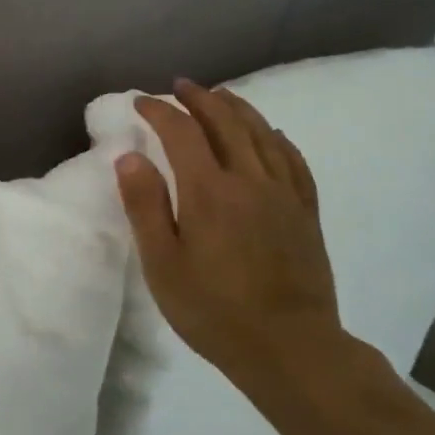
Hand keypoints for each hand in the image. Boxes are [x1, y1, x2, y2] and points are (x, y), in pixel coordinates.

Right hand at [113, 82, 387, 417]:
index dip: (160, 111)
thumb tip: (129, 157)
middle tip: (181, 87)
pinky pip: (294, 160)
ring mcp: (284, 193)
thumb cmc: (214, 311)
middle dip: (200, 99)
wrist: (289, 346)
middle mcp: (249, 179)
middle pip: (225, 122)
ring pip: (262, 134)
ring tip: (221, 96)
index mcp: (209, 191)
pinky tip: (272, 134)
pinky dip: (278, 139)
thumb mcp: (163, 265)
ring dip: (238, 109)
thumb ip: (145, 207)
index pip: (182, 133)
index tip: (141, 102)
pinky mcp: (306, 212)